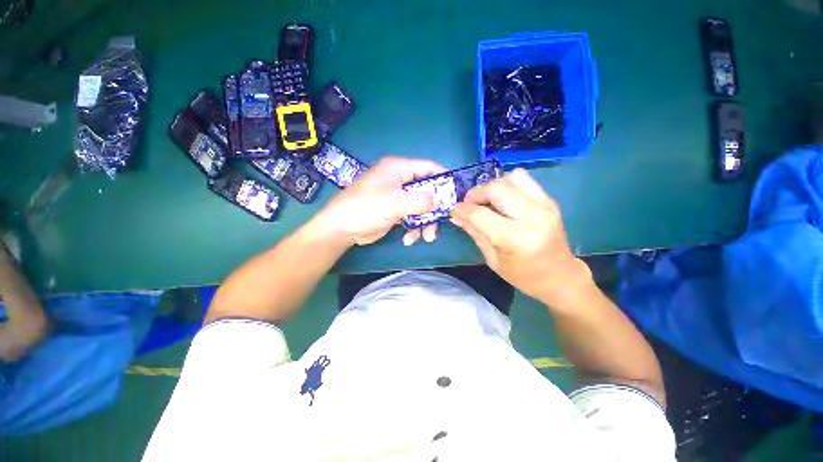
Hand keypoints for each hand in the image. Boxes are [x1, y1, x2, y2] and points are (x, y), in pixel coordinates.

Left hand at [315, 156, 445, 245]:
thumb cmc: (367, 208)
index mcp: (398, 169)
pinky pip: (411, 217)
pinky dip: (413, 228)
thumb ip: (420, 201)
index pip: (427, 167)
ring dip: (425, 222)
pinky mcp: (394, 211)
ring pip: (420, 207)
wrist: (342, 228)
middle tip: (441, 223)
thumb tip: (438, 201)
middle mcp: (399, 180)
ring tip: (426, 238)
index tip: (454, 193)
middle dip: (433, 209)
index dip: (442, 178)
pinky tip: (408, 239)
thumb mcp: (396, 203)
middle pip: (426, 190)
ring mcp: (396, 197)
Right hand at [450, 169, 591, 305]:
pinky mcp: (550, 200)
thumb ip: (474, 232)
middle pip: (496, 188)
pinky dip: (507, 185)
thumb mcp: (492, 258)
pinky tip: (502, 200)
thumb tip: (457, 215)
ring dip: (493, 186)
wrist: (560, 276)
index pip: (481, 214)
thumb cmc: (523, 275)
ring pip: (511, 178)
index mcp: (517, 238)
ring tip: (487, 201)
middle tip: (469, 204)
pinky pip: (524, 180)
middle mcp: (533, 217)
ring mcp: (545, 206)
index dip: (462, 209)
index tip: (454, 210)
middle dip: (476, 193)